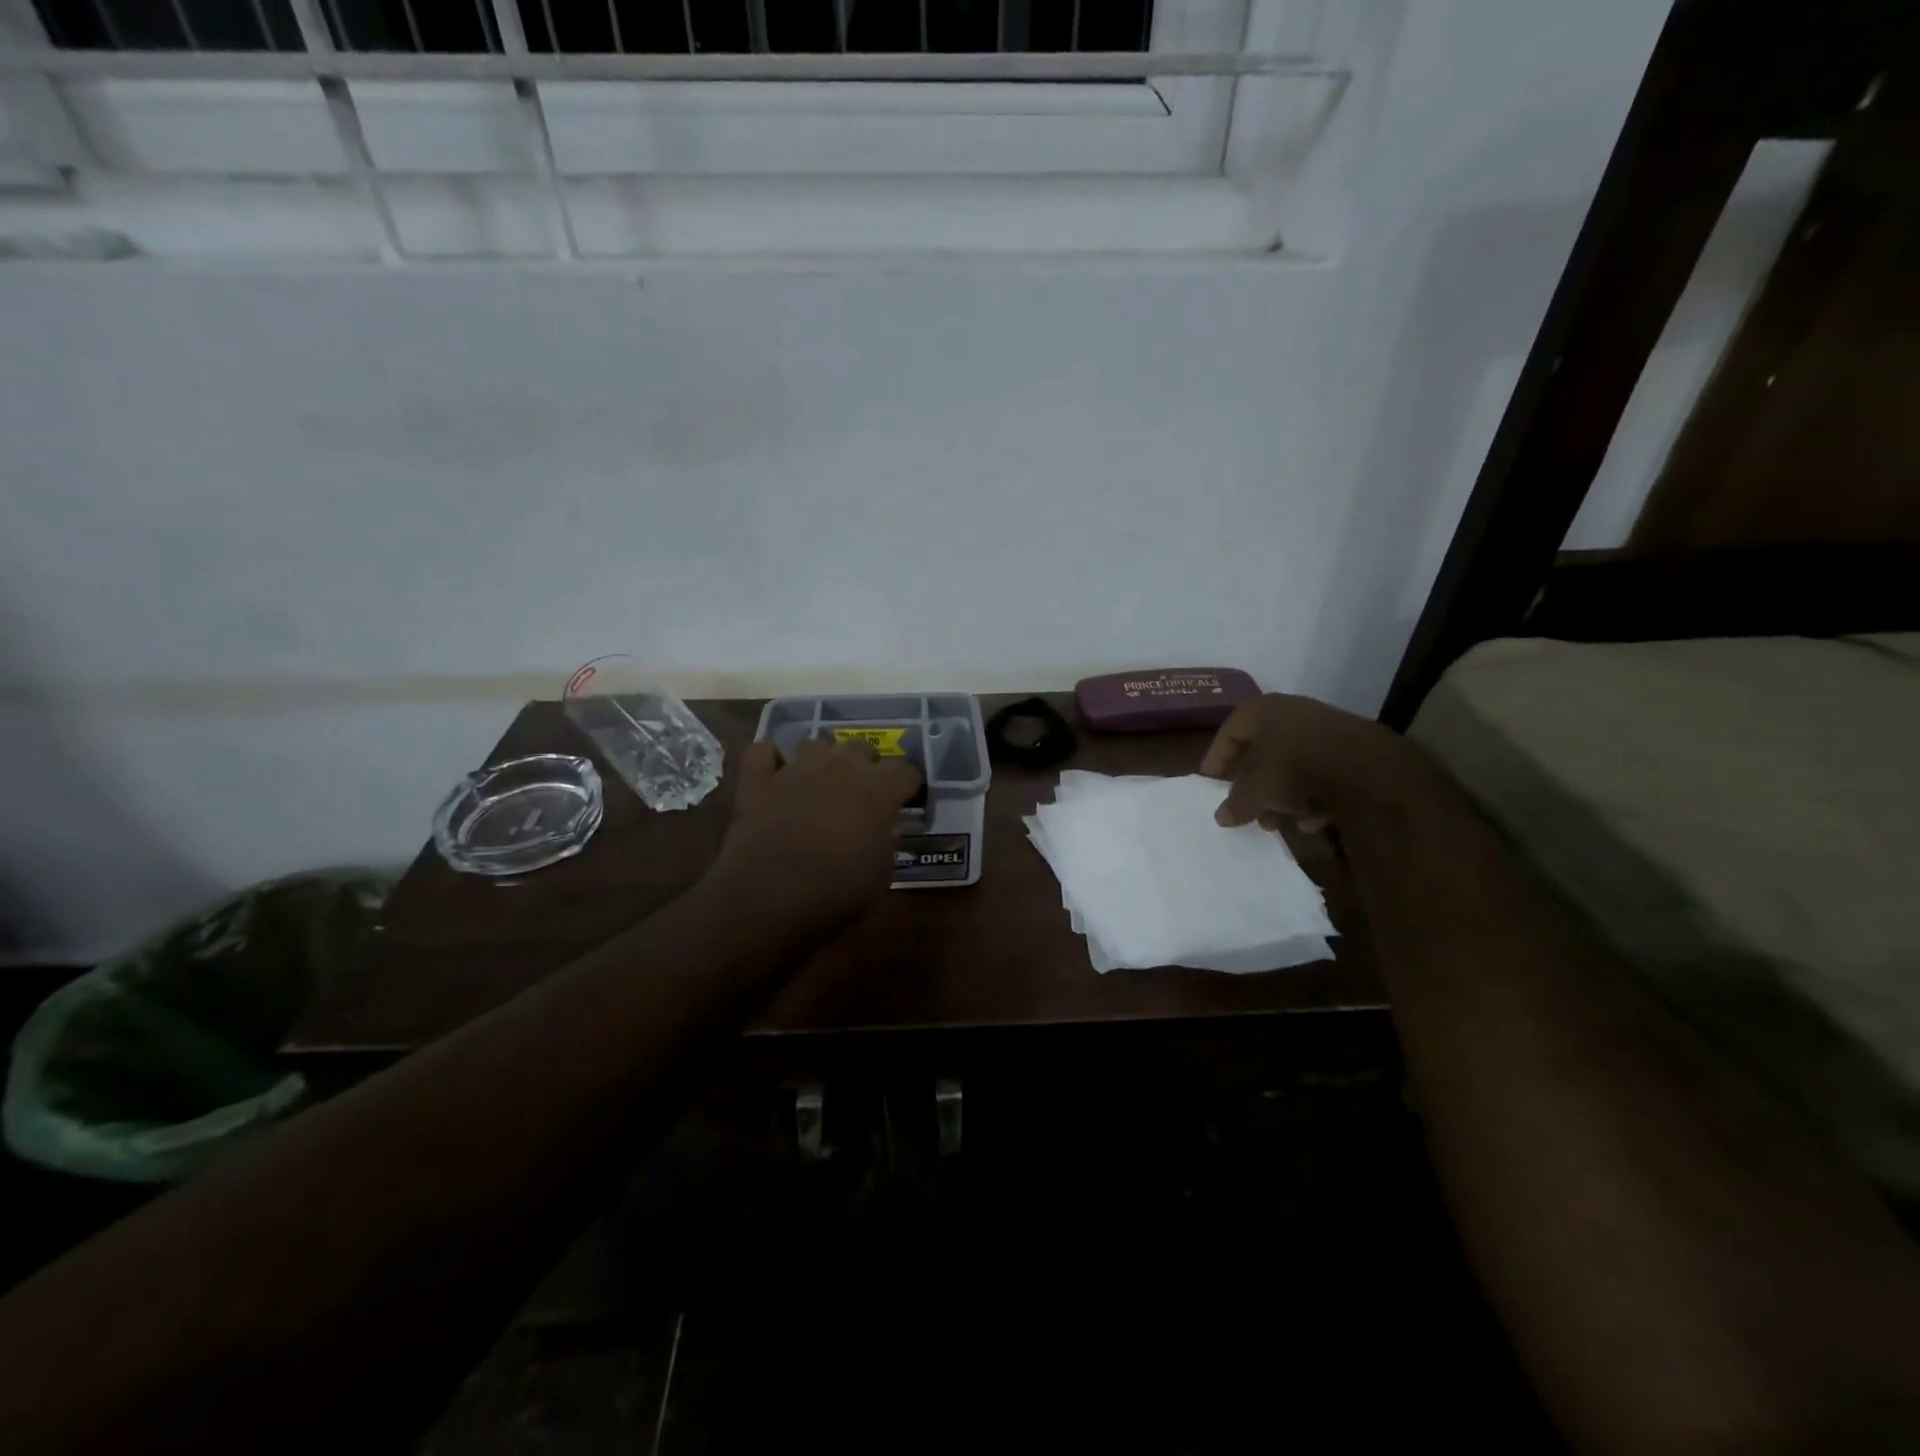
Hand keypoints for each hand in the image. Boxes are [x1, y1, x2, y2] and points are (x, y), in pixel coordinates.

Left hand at [711, 738, 922, 923]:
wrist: (770, 897)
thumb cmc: (837, 891)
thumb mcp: (881, 875)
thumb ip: (886, 842)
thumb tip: (882, 830)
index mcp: (878, 789)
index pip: (906, 770)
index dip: (908, 784)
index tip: (905, 799)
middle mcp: (839, 767)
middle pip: (861, 747)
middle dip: (865, 765)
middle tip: (861, 793)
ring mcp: (796, 769)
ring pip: (814, 744)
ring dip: (821, 760)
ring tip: (818, 783)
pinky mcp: (757, 780)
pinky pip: (761, 752)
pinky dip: (769, 760)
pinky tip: (772, 775)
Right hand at [1199, 693, 1422, 832]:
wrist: (1366, 765)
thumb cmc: (1293, 768)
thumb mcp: (1255, 791)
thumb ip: (1235, 804)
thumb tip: (1221, 818)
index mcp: (1259, 711)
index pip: (1228, 733)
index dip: (1216, 759)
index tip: (1211, 782)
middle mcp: (1289, 713)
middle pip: (1261, 752)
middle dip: (1252, 786)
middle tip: (1246, 810)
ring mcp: (1322, 728)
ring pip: (1291, 765)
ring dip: (1281, 796)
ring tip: (1277, 823)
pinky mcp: (1349, 747)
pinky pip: (1319, 772)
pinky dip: (1311, 795)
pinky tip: (1311, 820)